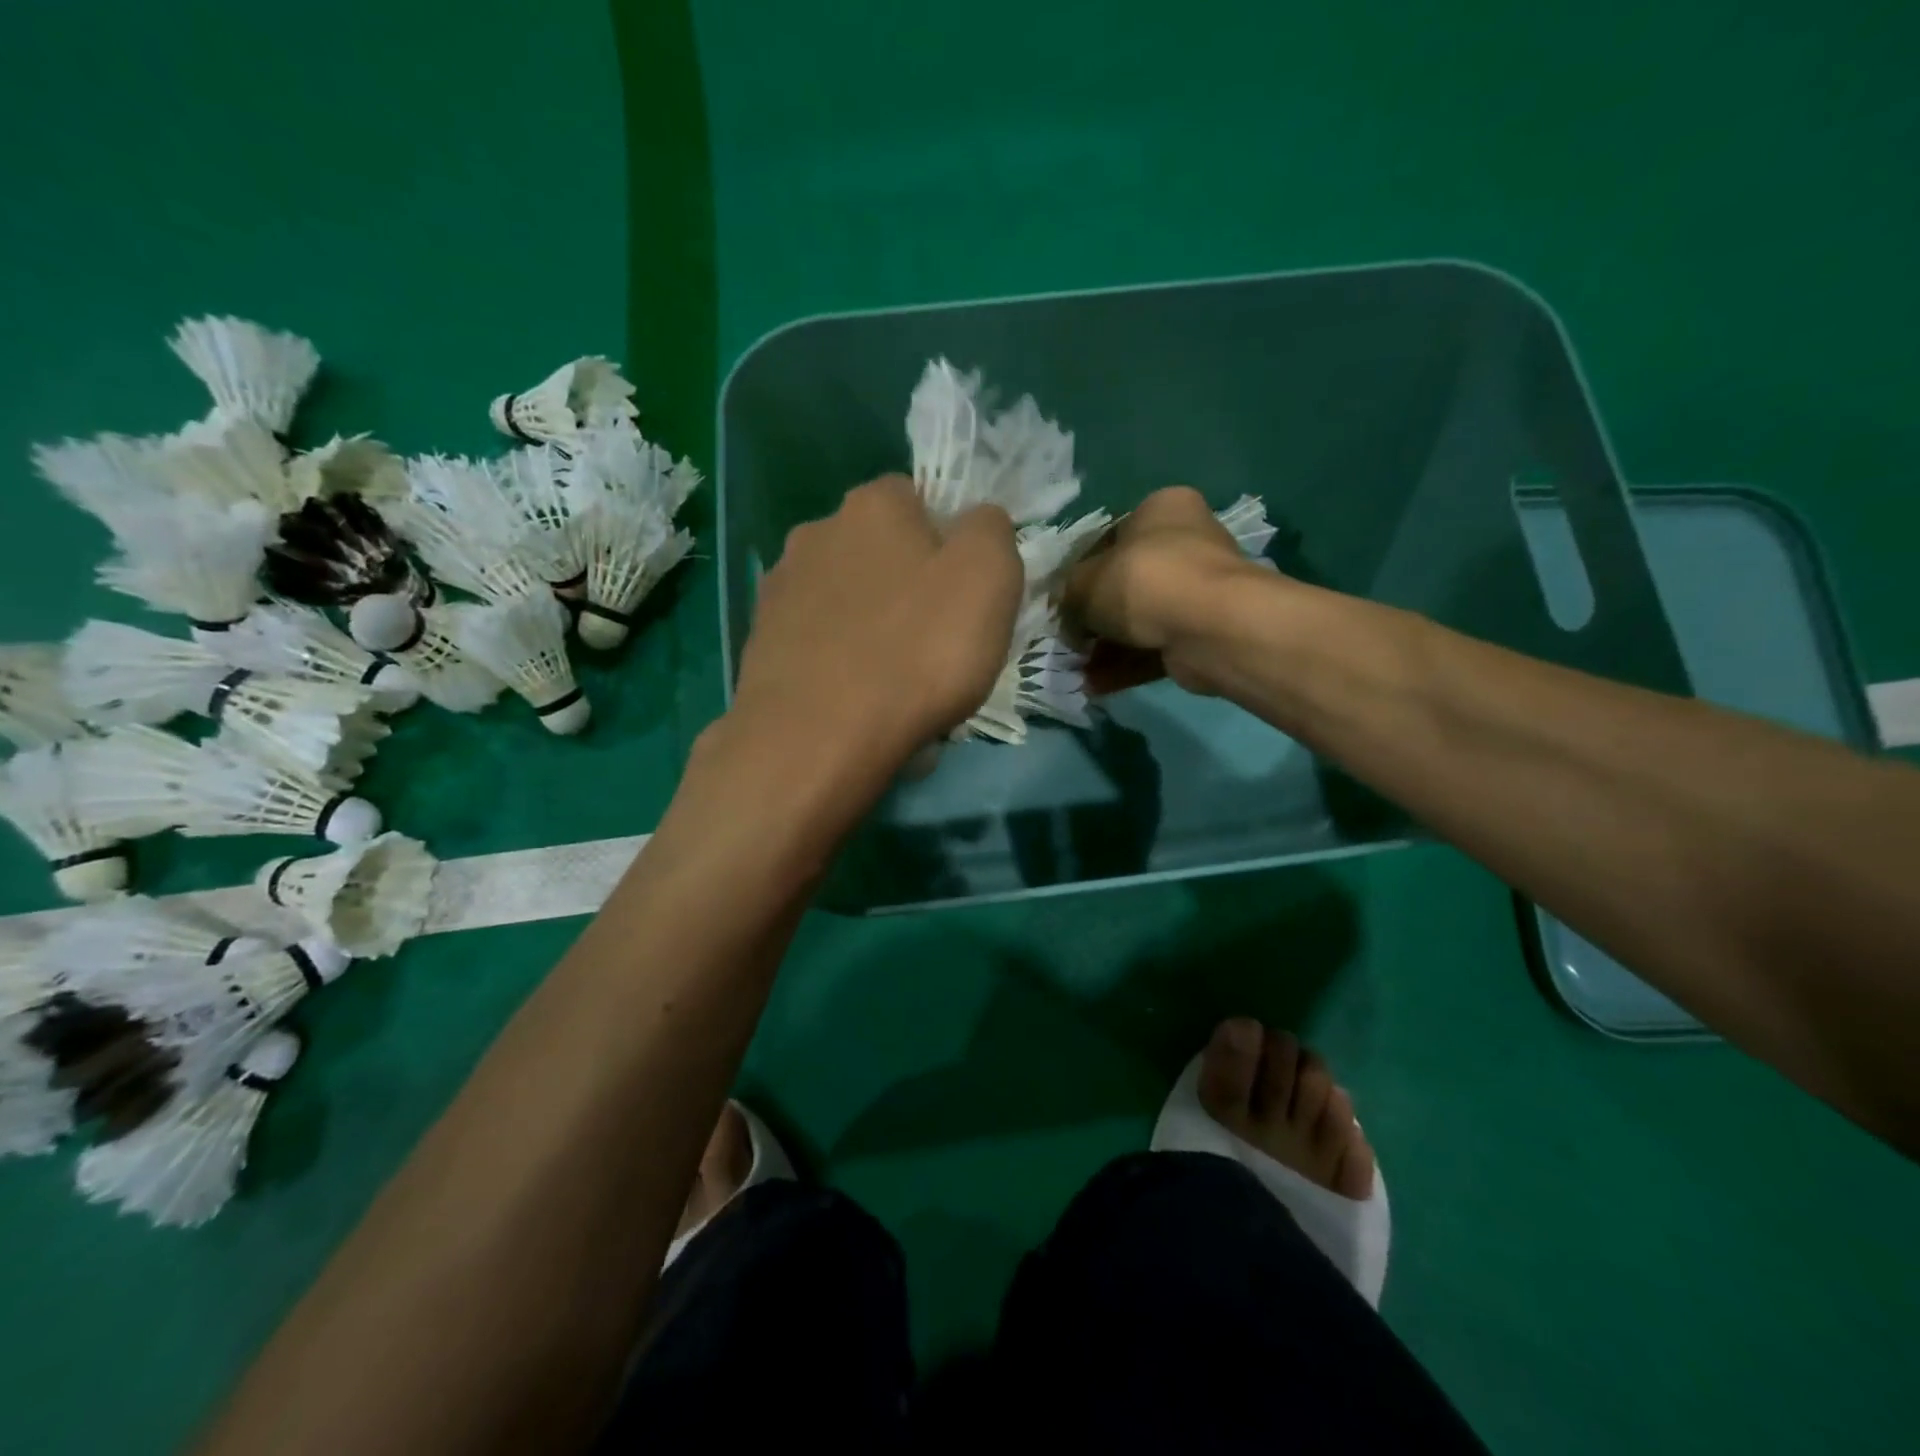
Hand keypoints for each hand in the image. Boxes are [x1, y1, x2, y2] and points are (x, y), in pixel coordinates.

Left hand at [732, 474, 1021, 761]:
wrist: (817, 737)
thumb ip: (991, 531)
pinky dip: (837, 658)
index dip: (950, 544)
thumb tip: (978, 523)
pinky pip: (817, 640)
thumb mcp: (989, 578)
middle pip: (879, 550)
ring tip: (892, 678)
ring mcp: (779, 588)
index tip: (965, 596)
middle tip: (934, 640)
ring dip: (869, 623)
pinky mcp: (760, 641)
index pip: (921, 499)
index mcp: (874, 504)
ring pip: (845, 596)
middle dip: (907, 583)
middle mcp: (817, 531)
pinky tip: (853, 697)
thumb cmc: (917, 652)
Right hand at [1063, 485, 1273, 693]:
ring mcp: (1199, 590)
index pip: (1110, 539)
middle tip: (1069, 641)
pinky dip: (1126, 666)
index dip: (1080, 573)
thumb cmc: (1142, 581)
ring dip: (1106, 647)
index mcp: (1161, 509)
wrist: (1208, 625)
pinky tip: (1095, 685)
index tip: (1063, 603)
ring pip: (1140, 620)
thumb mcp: (1083, 582)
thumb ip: (1068, 595)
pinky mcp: (1203, 632)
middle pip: (1126, 583)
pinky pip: (1155, 647)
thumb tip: (1069, 618)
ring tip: (1076, 670)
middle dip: (1095, 617)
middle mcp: (1186, 542)